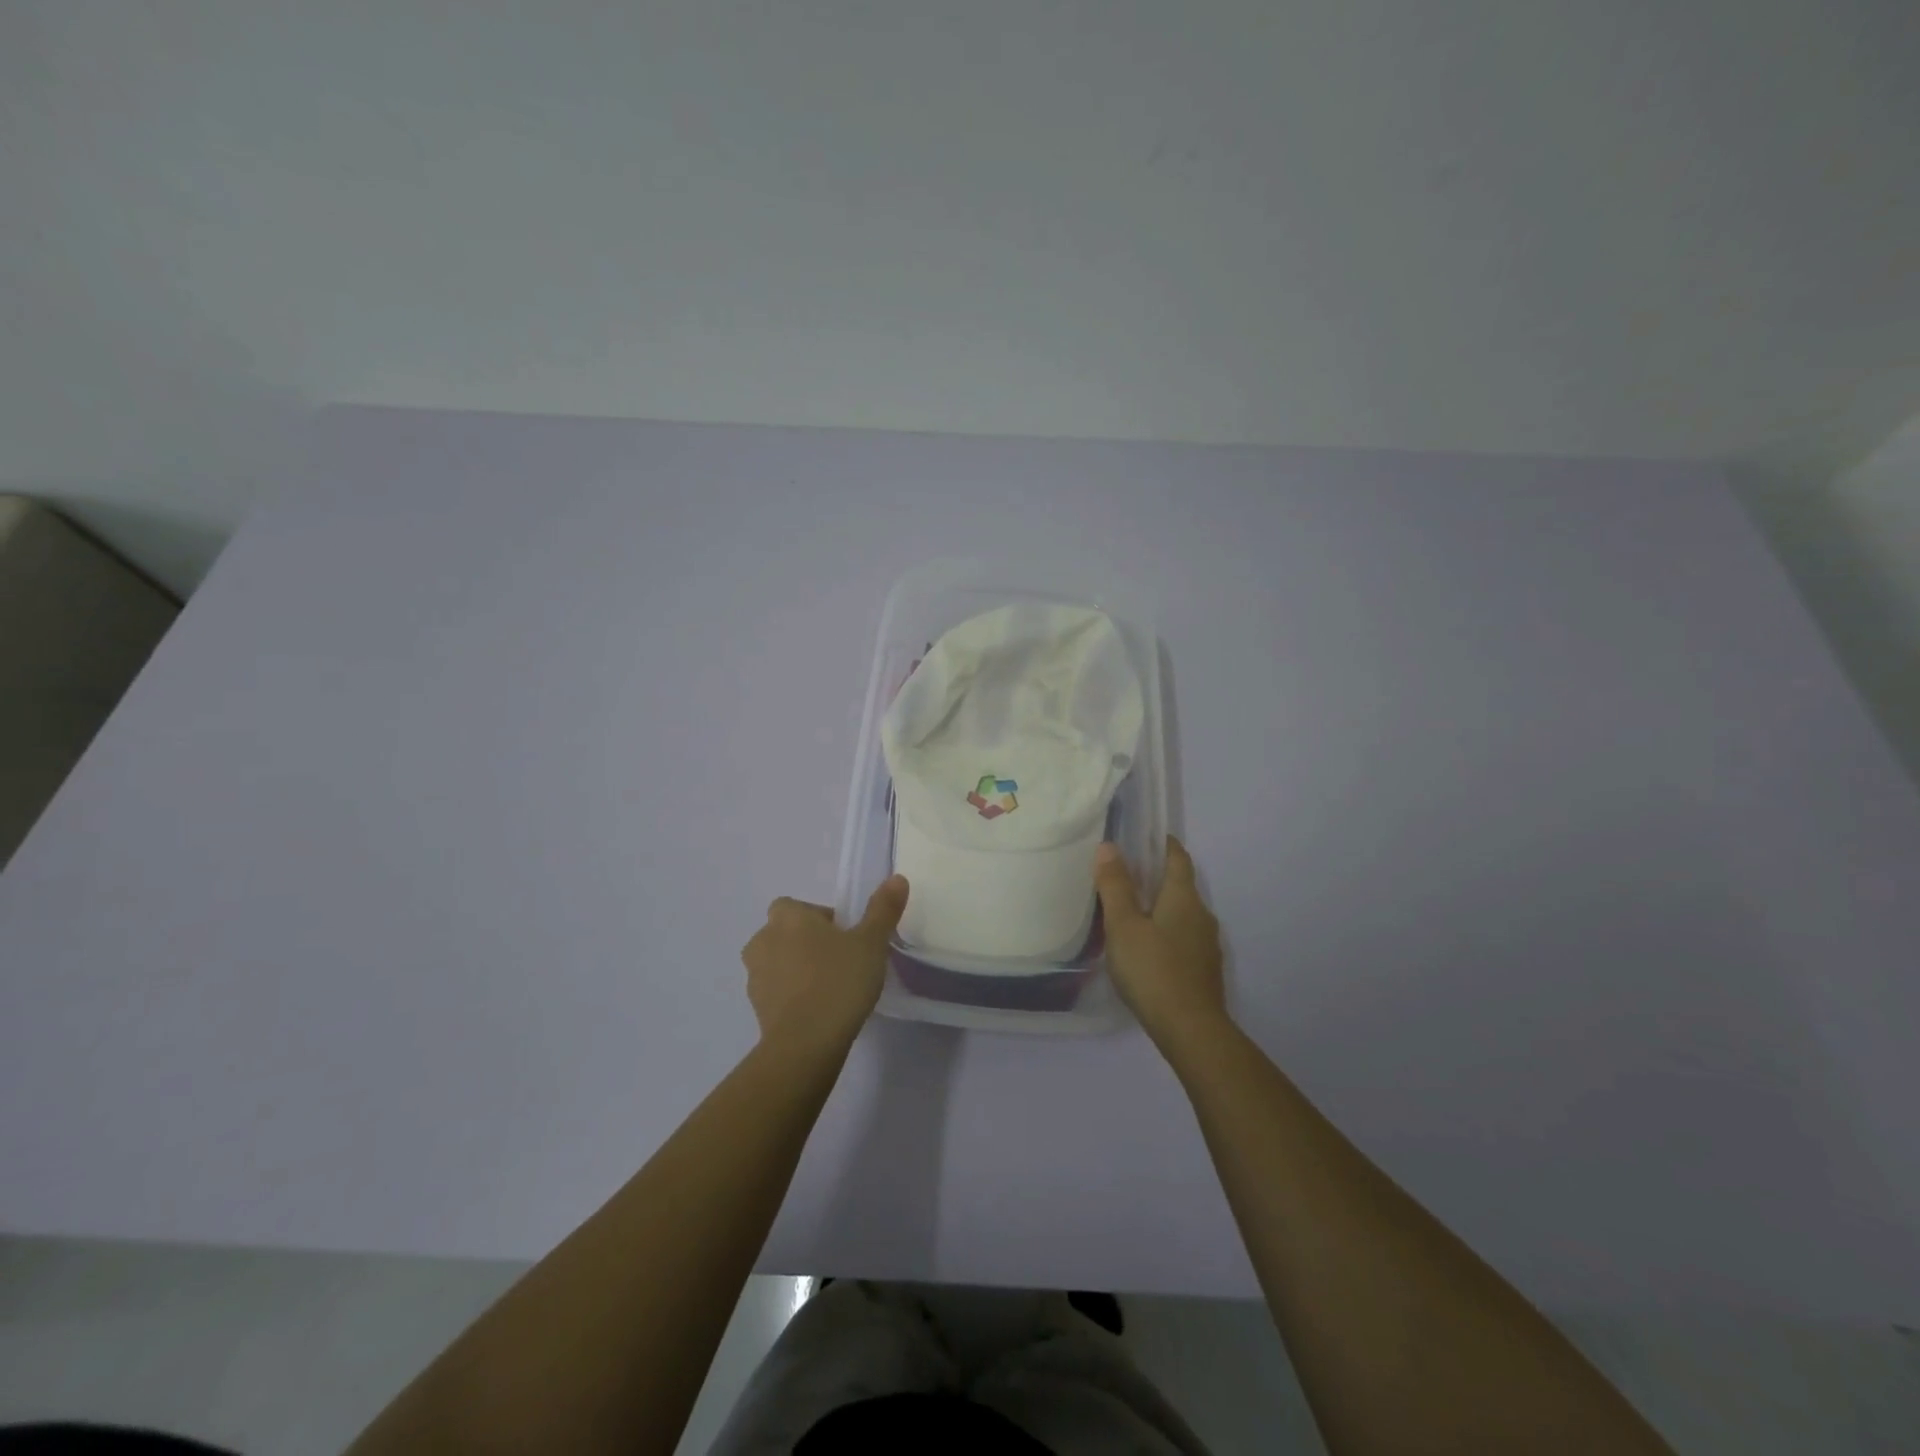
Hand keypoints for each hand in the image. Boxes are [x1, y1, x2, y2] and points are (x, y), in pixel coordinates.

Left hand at [742, 876, 908, 1054]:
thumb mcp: (871, 942)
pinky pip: (776, 992)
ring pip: (778, 962)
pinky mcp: (756, 1008)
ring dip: (797, 969)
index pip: (797, 907)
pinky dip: (792, 996)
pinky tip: (818, 1011)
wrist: (805, 1044)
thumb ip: (883, 909)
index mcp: (787, 917)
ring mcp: (754, 976)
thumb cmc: (839, 981)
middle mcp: (763, 939)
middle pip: (786, 933)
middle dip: (807, 943)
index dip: (820, 918)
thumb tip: (897, 878)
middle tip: (841, 961)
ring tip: (830, 988)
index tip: (845, 937)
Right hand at [1094, 837, 1227, 1051]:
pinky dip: (1166, 933)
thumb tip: (1109, 847)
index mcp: (1183, 898)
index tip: (1146, 837)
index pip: (1178, 858)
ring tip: (1131, 913)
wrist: (1191, 1030)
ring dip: (1161, 908)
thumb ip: (1115, 886)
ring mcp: (1207, 945)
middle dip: (1157, 877)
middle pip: (1181, 886)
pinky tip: (1147, 949)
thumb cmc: (1153, 970)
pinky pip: (1184, 939)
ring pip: (1183, 915)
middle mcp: (1202, 915)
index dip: (1164, 844)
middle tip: (1126, 875)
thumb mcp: (1123, 925)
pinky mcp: (1204, 971)